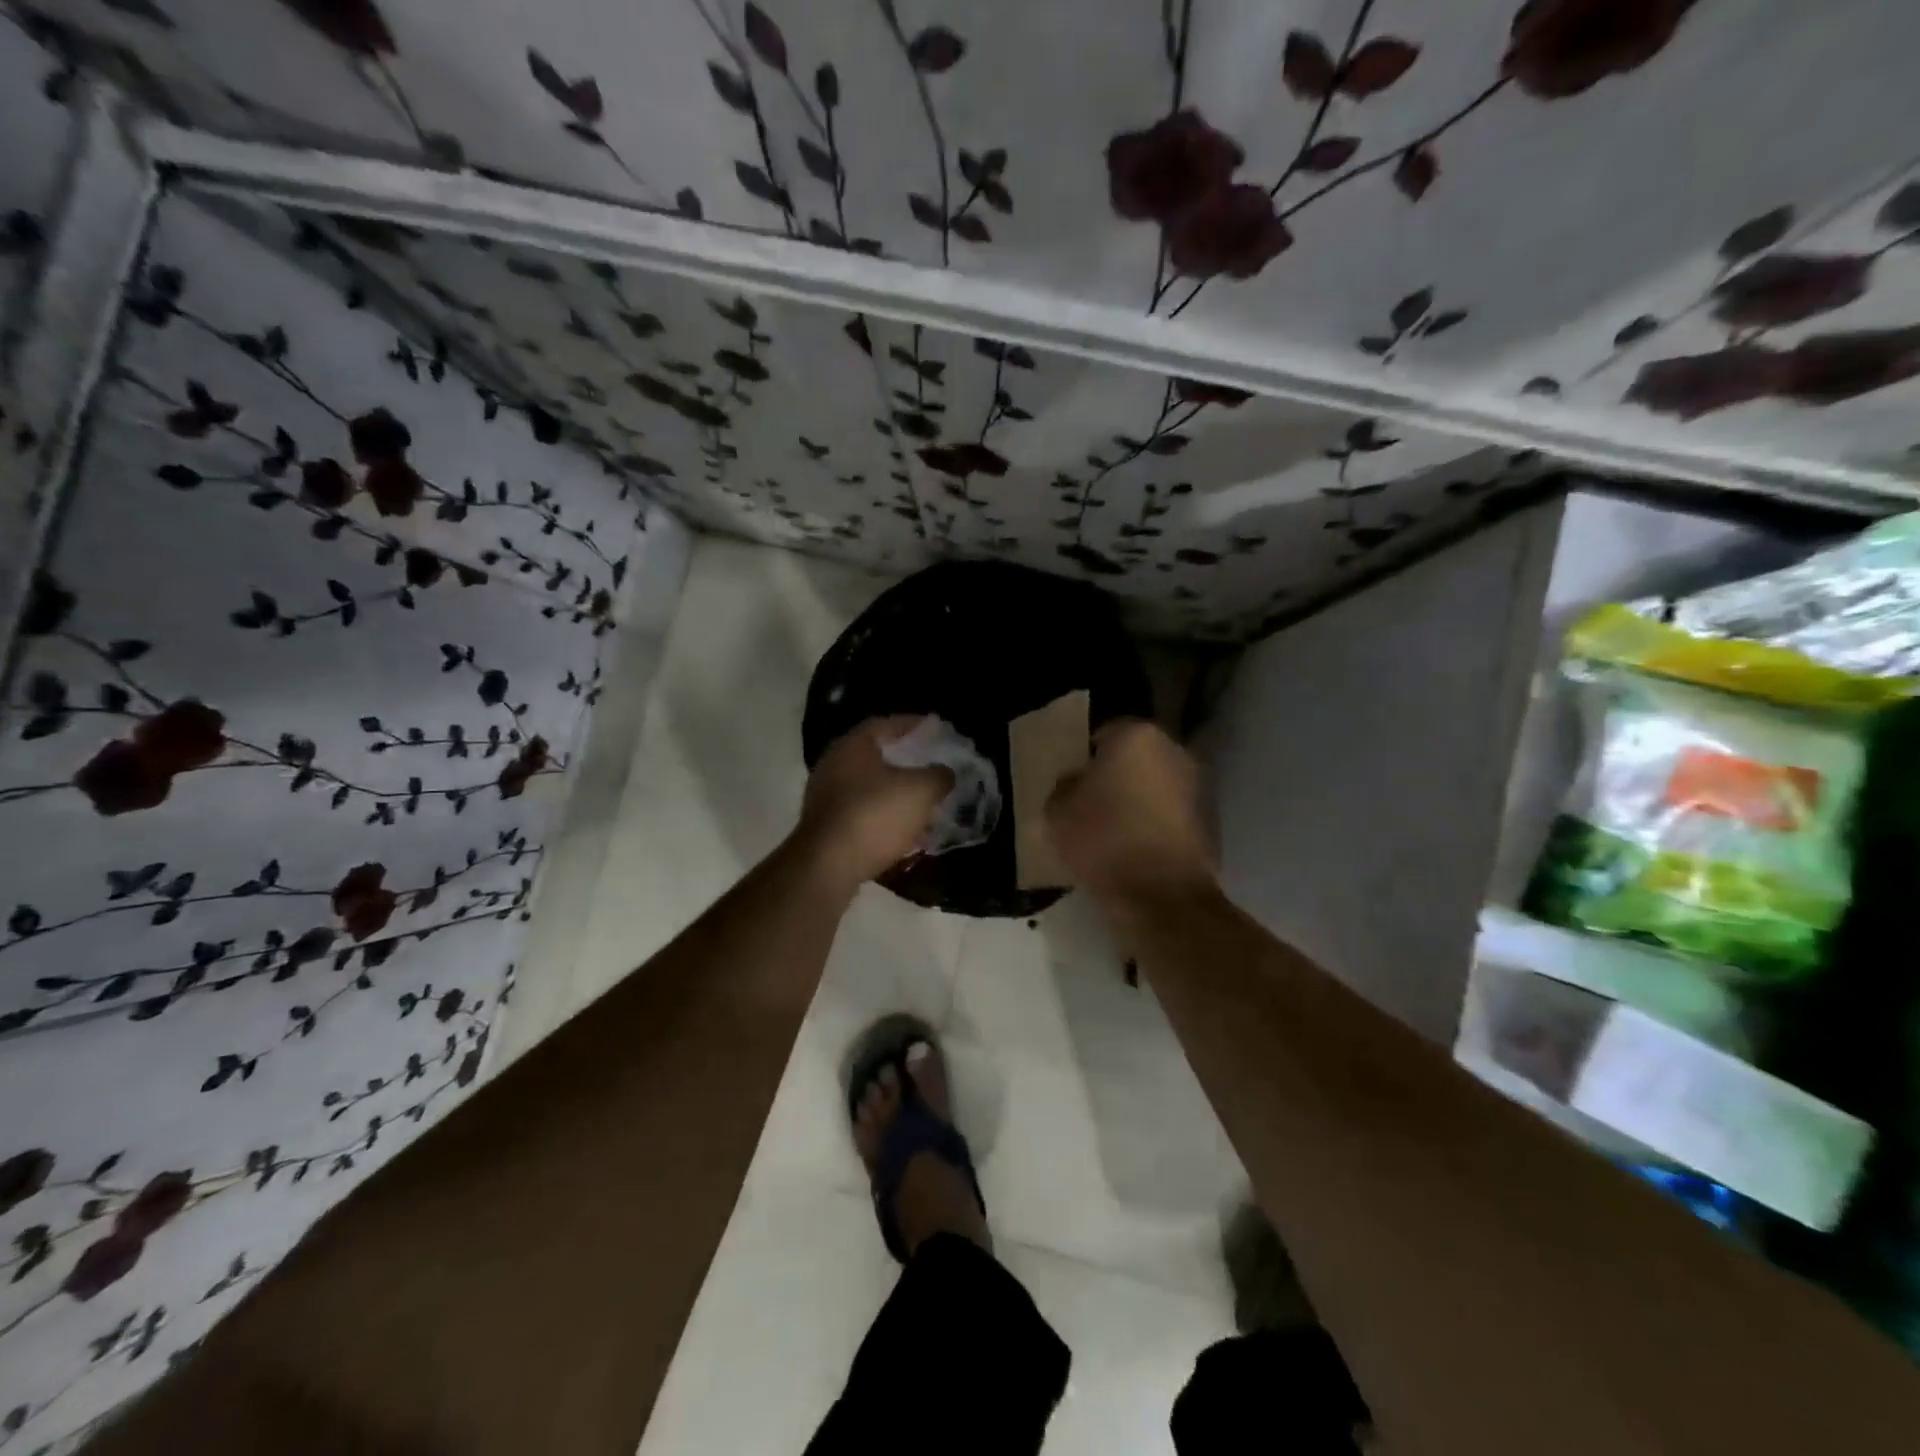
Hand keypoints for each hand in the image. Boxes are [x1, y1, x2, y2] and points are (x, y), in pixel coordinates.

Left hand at [796, 716, 953, 891]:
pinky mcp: (826, 827)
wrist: (828, 866)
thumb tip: (945, 772)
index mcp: (853, 745)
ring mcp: (826, 797)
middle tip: (931, 766)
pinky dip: (884, 817)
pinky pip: (862, 813)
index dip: (913, 725)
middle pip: (875, 756)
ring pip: (869, 787)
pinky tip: (905, 831)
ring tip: (923, 801)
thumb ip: (938, 776)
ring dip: (895, 793)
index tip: (936, 730)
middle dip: (905, 762)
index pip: (886, 724)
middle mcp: (833, 764)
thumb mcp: (920, 790)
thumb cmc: (875, 815)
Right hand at [1047, 719, 1214, 901]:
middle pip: (1135, 757)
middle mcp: (1174, 750)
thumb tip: (1076, 783)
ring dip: (1138, 799)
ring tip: (1113, 830)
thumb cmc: (1103, 840)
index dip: (1085, 759)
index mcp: (1136, 736)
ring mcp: (1197, 785)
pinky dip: (1156, 823)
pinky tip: (1136, 848)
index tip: (1073, 784)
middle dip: (1116, 775)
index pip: (1103, 733)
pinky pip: (1171, 814)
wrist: (1161, 895)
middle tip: (1091, 804)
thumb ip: (1064, 787)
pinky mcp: (1209, 821)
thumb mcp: (1057, 812)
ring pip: (1155, 785)